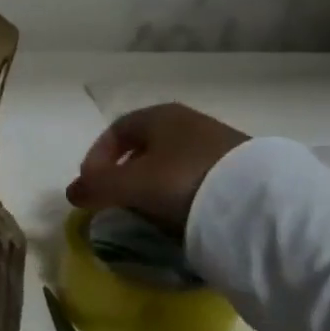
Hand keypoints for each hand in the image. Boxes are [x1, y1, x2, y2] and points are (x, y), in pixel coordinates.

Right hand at [66, 102, 247, 234]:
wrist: (257, 201)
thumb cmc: (182, 180)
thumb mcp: (130, 184)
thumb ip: (97, 186)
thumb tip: (72, 192)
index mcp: (160, 115)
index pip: (116, 130)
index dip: (97, 157)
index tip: (91, 186)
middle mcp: (188, 122)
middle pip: (144, 147)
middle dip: (124, 173)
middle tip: (116, 200)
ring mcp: (218, 143)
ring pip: (171, 163)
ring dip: (152, 185)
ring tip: (147, 212)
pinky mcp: (240, 168)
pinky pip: (196, 177)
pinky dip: (180, 194)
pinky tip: (181, 215)